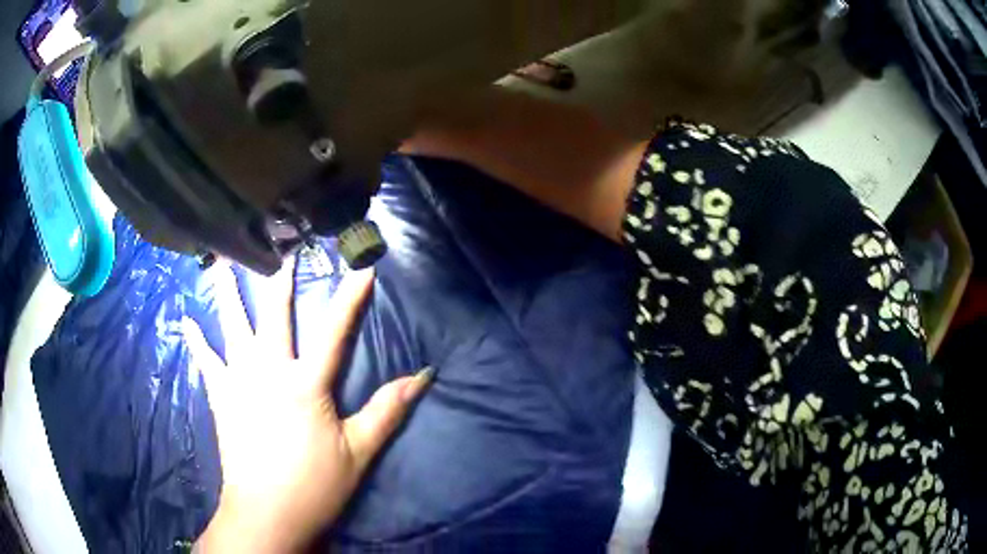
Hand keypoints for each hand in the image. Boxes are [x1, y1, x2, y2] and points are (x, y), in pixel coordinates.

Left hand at [187, 260, 431, 552]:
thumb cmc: (315, 484)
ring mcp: (239, 381)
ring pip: (231, 327)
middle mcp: (269, 371)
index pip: (335, 331)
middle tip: (281, 249)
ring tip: (219, 262)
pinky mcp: (221, 398)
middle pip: (274, 315)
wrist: (267, 512)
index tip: (362, 268)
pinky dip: (196, 340)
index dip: (351, 298)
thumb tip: (423, 376)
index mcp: (306, 384)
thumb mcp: (359, 451)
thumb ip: (388, 411)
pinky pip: (205, 361)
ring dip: (227, 293)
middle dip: (280, 280)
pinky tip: (186, 320)